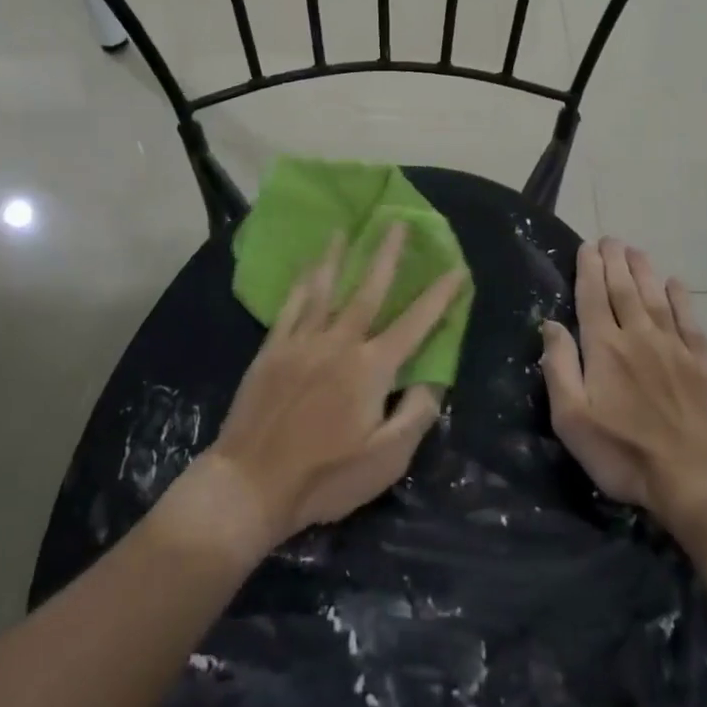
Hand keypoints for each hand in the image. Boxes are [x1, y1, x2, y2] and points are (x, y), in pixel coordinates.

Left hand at [203, 225, 462, 554]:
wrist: (249, 484)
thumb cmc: (324, 478)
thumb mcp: (385, 460)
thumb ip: (416, 415)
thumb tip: (435, 380)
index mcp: (371, 368)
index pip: (415, 324)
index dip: (439, 296)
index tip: (456, 268)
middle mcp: (339, 343)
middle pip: (368, 289)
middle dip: (387, 254)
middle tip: (397, 222)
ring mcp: (302, 341)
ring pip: (325, 288)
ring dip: (337, 256)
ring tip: (344, 229)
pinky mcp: (272, 349)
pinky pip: (291, 305)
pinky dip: (301, 282)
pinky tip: (306, 266)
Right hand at [540, 238, 706, 530]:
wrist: (701, 477)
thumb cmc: (626, 454)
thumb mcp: (573, 420)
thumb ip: (559, 368)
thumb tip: (550, 324)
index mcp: (604, 348)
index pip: (592, 298)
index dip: (588, 270)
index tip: (587, 247)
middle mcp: (638, 336)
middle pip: (623, 289)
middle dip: (614, 262)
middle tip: (610, 239)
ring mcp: (674, 347)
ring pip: (654, 297)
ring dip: (643, 271)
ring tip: (635, 250)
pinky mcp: (703, 362)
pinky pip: (689, 320)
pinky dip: (681, 298)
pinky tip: (675, 283)